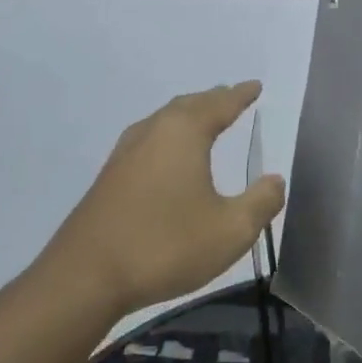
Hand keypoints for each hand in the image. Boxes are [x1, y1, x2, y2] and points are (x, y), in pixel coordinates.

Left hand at [43, 82, 285, 316]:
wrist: (86, 276)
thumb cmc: (166, 246)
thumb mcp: (231, 230)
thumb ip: (261, 202)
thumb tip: (275, 180)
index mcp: (183, 134)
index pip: (219, 104)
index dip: (240, 95)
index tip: (255, 86)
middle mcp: (152, 133)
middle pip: (187, 106)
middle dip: (213, 101)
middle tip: (232, 97)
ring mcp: (124, 155)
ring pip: (162, 122)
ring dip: (187, 117)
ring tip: (204, 120)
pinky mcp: (109, 178)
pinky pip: (147, 141)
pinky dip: (168, 137)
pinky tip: (168, 157)